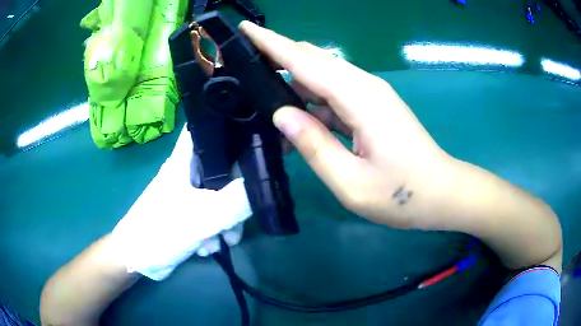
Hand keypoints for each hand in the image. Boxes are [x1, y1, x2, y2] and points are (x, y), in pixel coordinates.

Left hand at [111, 125, 251, 279]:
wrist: (138, 260)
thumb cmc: (161, 230)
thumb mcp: (202, 217)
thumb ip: (235, 201)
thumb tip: (264, 184)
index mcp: (185, 161)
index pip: (207, 128)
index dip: (230, 125)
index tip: (255, 135)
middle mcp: (187, 173)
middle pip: (221, 168)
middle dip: (236, 193)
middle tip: (243, 213)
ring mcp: (187, 194)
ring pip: (219, 196)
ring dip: (226, 220)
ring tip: (224, 241)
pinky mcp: (188, 214)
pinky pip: (211, 215)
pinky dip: (214, 230)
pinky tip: (207, 247)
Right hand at [240, 22, 454, 228]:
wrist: (442, 193)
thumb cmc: (402, 195)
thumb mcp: (352, 183)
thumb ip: (315, 146)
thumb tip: (282, 115)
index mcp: (359, 98)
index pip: (304, 61)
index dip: (271, 43)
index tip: (245, 29)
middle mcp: (364, 86)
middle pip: (312, 60)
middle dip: (277, 59)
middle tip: (246, 75)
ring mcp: (370, 95)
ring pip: (322, 78)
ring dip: (294, 90)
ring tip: (273, 118)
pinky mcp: (373, 106)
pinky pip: (334, 95)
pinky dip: (313, 106)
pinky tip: (302, 128)